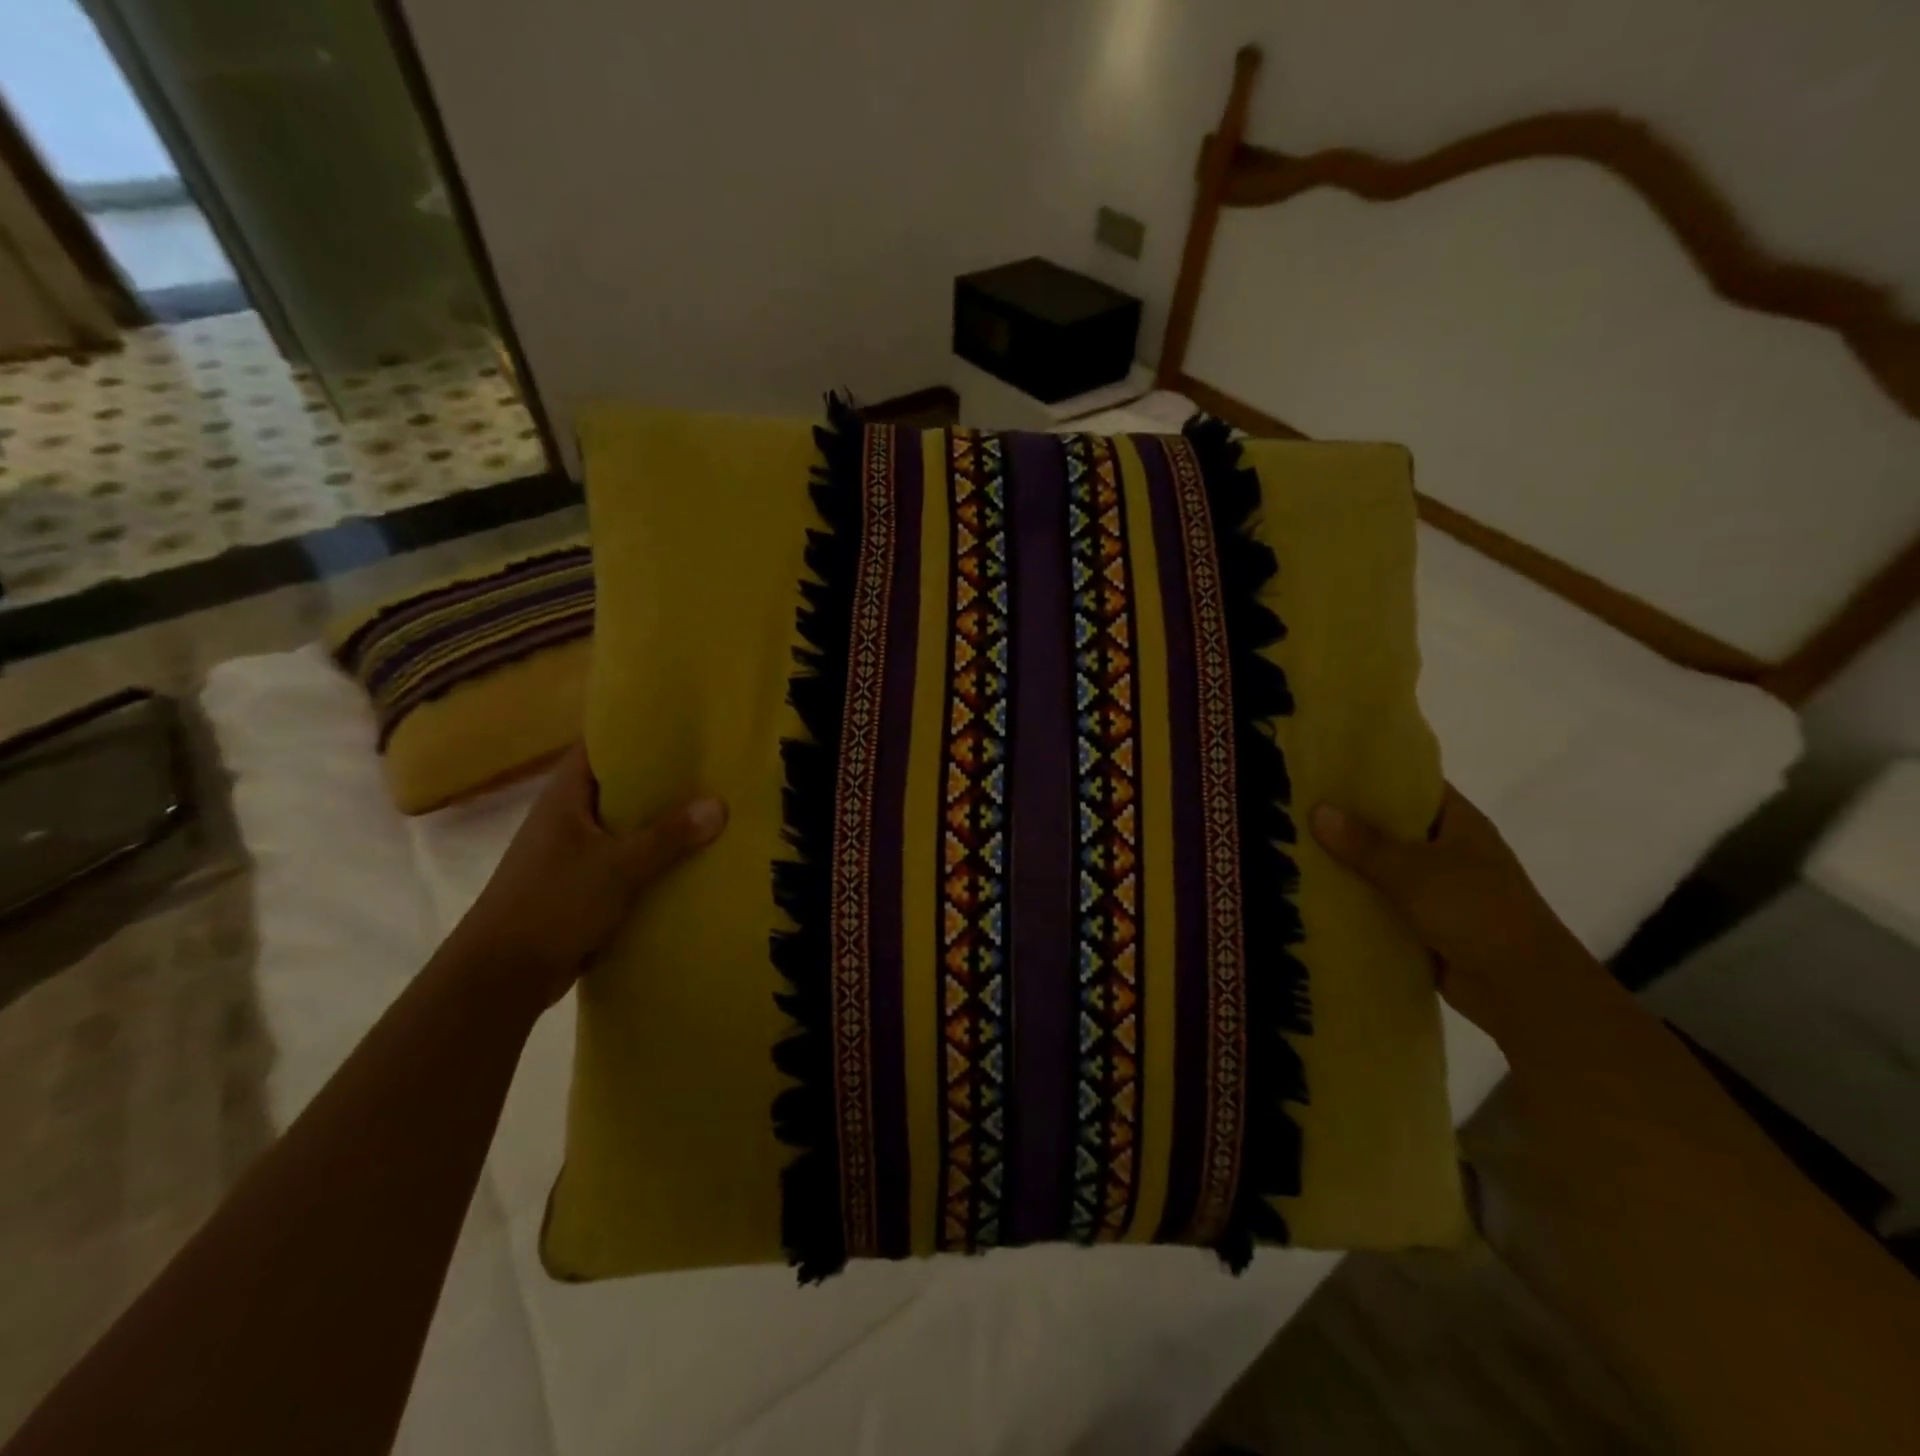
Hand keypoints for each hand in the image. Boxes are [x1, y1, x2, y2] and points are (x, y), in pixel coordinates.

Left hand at [442, 745, 726, 1012]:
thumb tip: (720, 804)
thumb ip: (668, 837)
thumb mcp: (617, 867)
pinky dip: (651, 859)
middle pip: (618, 787)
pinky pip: (624, 861)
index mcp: (564, 798)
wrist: (501, 977)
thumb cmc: (553, 904)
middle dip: (660, 780)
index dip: (635, 732)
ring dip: (659, 823)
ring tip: (710, 810)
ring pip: (623, 827)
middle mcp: (566, 819)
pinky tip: (688, 861)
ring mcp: (571, 854)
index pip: (599, 748)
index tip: (680, 727)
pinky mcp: (580, 886)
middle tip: (710, 769)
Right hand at [1310, 785, 1605, 1042]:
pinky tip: (1313, 894)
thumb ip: (1365, 843)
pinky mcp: (1425, 922)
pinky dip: (1355, 899)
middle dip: (1348, 820)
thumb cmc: (1477, 913)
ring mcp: (1438, 888)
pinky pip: (1382, 902)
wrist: (1523, 990)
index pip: (1413, 785)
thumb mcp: (1415, 871)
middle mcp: (1449, 850)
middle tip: (1295, 808)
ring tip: (1293, 848)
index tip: (1326, 769)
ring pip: (1382, 866)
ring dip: (1347, 863)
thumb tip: (1318, 809)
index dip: (1373, 775)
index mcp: (1460, 824)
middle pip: (1391, 826)